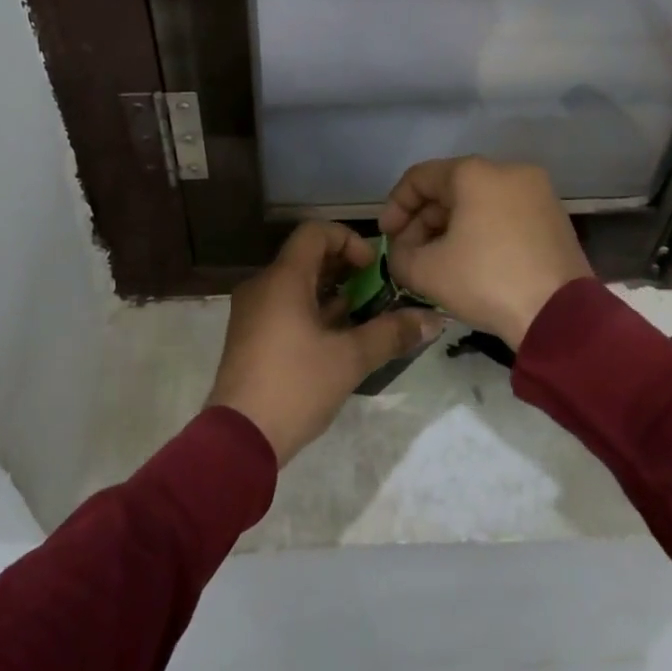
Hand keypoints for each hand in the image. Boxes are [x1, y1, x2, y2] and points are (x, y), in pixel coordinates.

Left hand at [206, 222, 441, 465]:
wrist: (238, 438)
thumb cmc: (295, 386)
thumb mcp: (350, 359)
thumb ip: (391, 333)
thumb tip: (433, 319)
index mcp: (282, 278)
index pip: (315, 231)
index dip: (348, 239)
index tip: (372, 267)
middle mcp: (262, 285)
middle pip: (306, 256)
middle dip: (344, 268)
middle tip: (376, 291)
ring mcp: (252, 311)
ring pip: (295, 284)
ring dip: (330, 291)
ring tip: (362, 315)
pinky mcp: (249, 335)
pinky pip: (283, 305)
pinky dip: (311, 310)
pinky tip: (335, 338)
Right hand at [378, 156, 592, 350]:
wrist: (560, 317)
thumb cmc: (486, 281)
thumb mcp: (426, 271)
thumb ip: (399, 255)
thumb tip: (401, 252)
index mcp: (474, 173)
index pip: (419, 178)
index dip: (394, 206)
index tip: (386, 237)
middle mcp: (508, 171)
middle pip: (450, 189)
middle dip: (423, 221)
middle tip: (409, 254)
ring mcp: (536, 192)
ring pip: (477, 202)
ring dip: (449, 228)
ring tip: (437, 262)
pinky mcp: (553, 216)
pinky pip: (503, 214)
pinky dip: (480, 232)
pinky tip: (470, 262)